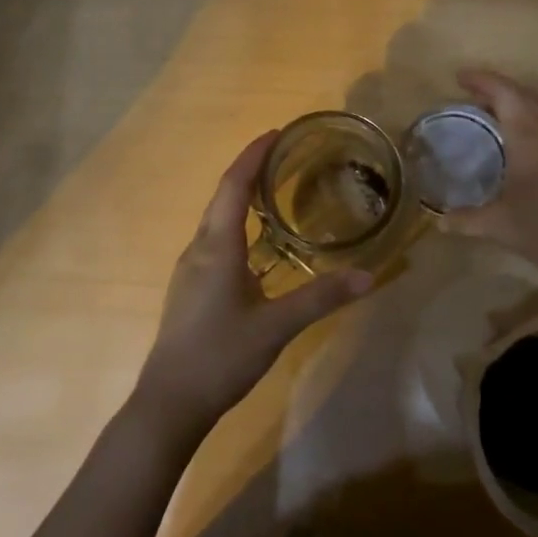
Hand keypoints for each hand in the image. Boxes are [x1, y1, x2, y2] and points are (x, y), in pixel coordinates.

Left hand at [135, 132, 372, 434]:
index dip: (253, 155)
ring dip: (241, 196)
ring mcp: (190, 269)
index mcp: (217, 246)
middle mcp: (199, 248)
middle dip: (249, 170)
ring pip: (216, 219)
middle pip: (222, 196)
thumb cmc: (220, 356)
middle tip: (284, 156)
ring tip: (274, 190)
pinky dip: (236, 223)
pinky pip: (215, 239)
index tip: (276, 133)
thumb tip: (368, 276)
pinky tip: (257, 242)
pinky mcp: (191, 288)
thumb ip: (321, 298)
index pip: (233, 185)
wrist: (169, 403)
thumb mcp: (277, 326)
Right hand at [441, 69, 537, 282]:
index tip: (460, 78)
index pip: (505, 93)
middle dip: (500, 89)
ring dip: (530, 96)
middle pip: (528, 93)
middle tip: (477, 98)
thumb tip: (440, 222)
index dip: (482, 81)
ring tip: (512, 111)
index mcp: (531, 137)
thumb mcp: (500, 227)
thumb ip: (467, 220)